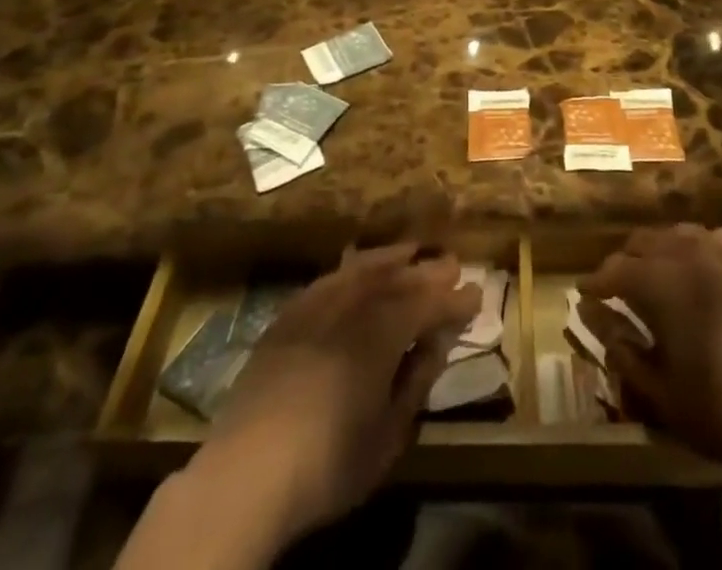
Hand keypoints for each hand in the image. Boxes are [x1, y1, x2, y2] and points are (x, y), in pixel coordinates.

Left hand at [192, 243, 479, 548]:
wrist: (245, 472)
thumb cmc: (328, 463)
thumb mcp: (388, 434)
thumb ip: (416, 380)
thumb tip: (437, 342)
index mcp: (383, 333)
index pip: (429, 303)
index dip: (454, 299)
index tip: (475, 294)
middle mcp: (353, 306)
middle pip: (398, 278)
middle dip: (428, 271)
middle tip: (452, 263)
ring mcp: (317, 306)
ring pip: (363, 268)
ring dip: (392, 258)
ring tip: (411, 249)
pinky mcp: (288, 316)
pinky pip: (329, 278)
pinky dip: (351, 269)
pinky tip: (356, 269)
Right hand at [582, 224, 721, 483]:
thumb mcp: (664, 395)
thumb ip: (628, 358)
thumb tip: (605, 332)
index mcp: (658, 281)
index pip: (615, 270)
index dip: (596, 281)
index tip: (584, 292)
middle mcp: (686, 253)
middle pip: (644, 241)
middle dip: (625, 259)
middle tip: (618, 284)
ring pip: (679, 233)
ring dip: (660, 248)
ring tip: (657, 270)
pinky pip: (714, 239)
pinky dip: (697, 247)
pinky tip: (701, 266)